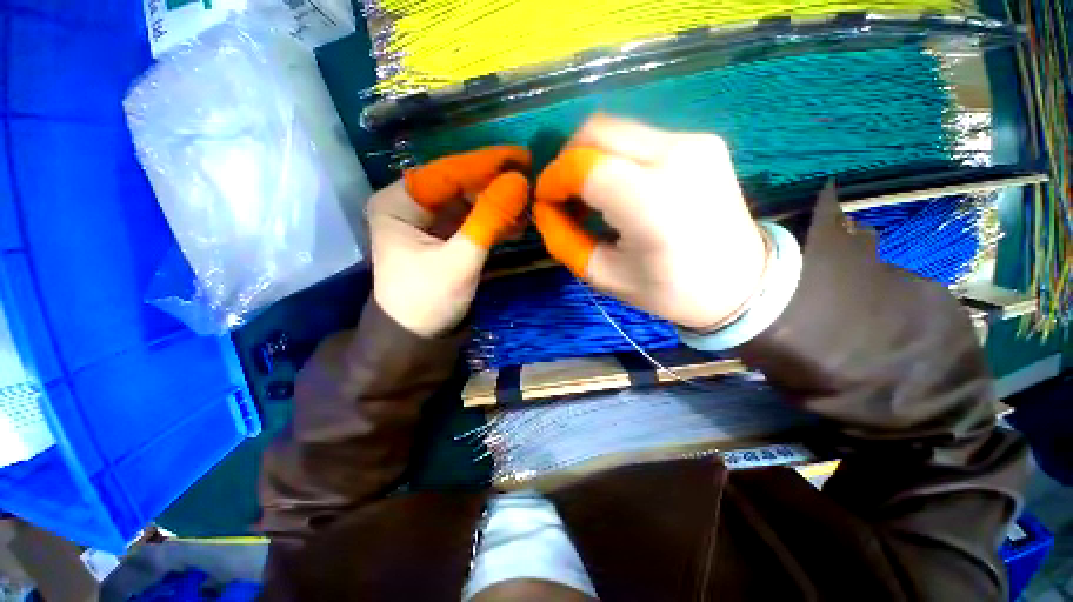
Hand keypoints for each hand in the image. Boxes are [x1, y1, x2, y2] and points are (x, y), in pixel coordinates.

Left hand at [368, 147, 530, 336]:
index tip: (522, 157)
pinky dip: (492, 222)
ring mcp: (426, 221)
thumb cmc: (428, 301)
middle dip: (495, 186)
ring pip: (467, 202)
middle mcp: (408, 204)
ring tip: (527, 207)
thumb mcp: (461, 261)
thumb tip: (520, 181)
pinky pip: (470, 220)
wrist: (415, 338)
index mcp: (397, 203)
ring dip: (497, 205)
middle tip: (530, 183)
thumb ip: (489, 220)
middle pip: (458, 186)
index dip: (486, 164)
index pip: (447, 173)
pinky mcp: (441, 236)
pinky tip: (515, 224)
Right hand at [532, 115, 765, 330]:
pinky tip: (619, 188)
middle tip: (564, 195)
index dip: (554, 179)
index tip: (546, 201)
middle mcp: (676, 157)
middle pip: (597, 130)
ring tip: (589, 195)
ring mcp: (694, 143)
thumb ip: (565, 240)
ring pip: (617, 128)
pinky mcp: (702, 141)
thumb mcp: (606, 276)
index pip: (584, 166)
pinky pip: (640, 138)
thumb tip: (544, 209)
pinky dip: (616, 157)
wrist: (742, 283)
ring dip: (591, 157)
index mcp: (652, 202)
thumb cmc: (670, 291)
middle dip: (567, 159)